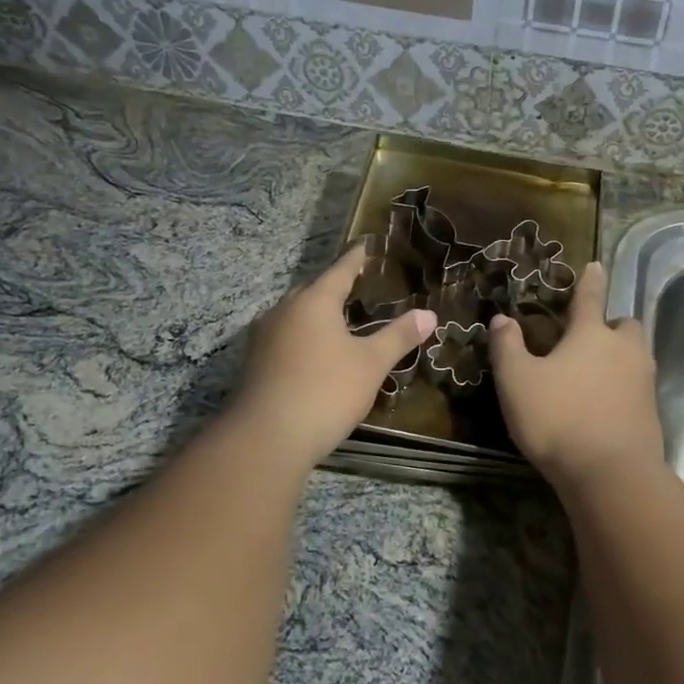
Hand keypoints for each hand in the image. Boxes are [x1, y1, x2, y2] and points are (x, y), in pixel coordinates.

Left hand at [231, 245, 434, 469]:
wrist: (268, 437)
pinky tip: (314, 354)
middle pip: (312, 291)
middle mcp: (284, 311)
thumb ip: (399, 336)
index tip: (364, 246)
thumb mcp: (371, 363)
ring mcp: (263, 337)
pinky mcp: (254, 364)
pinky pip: (284, 338)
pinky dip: (302, 338)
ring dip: (315, 315)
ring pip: (294, 315)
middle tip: (356, 288)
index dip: (355, 259)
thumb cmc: (326, 390)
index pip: (340, 271)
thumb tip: (429, 314)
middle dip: (333, 288)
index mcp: (314, 302)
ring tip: (337, 322)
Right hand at [487, 262, 663, 487]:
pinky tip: (604, 405)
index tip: (596, 265)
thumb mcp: (517, 381)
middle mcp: (624, 350)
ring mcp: (643, 382)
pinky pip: (638, 387)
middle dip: (611, 325)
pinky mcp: (651, 413)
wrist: (610, 474)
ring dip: (620, 356)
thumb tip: (501, 319)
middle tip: (589, 338)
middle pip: (625, 325)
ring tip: (594, 373)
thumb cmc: (558, 418)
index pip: (590, 297)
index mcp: (591, 334)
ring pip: (636, 356)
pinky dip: (624, 388)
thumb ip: (507, 347)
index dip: (590, 280)